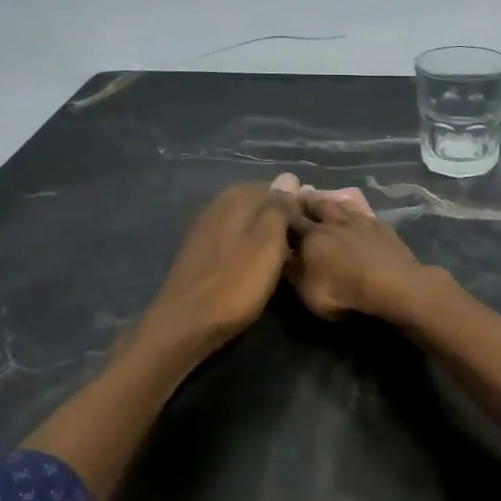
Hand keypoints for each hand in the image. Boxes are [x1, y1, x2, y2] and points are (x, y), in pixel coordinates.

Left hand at [140, 181, 294, 355]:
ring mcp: (205, 230)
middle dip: (281, 218)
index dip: (297, 203)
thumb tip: (288, 176)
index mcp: (235, 198)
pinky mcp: (200, 254)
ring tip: (286, 256)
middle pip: (258, 204)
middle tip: (303, 243)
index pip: (275, 187)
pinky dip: (250, 248)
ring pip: (246, 223)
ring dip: (266, 235)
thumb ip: (279, 208)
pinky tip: (259, 266)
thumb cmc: (235, 283)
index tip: (314, 224)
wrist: (186, 324)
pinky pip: (234, 240)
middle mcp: (217, 206)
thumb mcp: (267, 243)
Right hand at [286, 194, 434, 323]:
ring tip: (329, 201)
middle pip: (319, 205)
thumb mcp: (307, 291)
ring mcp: (362, 223)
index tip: (275, 204)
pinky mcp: (384, 230)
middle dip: (308, 201)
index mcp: (312, 236)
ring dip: (335, 203)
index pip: (292, 219)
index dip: (282, 211)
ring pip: (344, 206)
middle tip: (301, 195)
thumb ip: (294, 271)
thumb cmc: (343, 292)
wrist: (392, 285)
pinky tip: (363, 218)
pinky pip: (368, 217)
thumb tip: (284, 256)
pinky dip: (361, 216)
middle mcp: (335, 223)